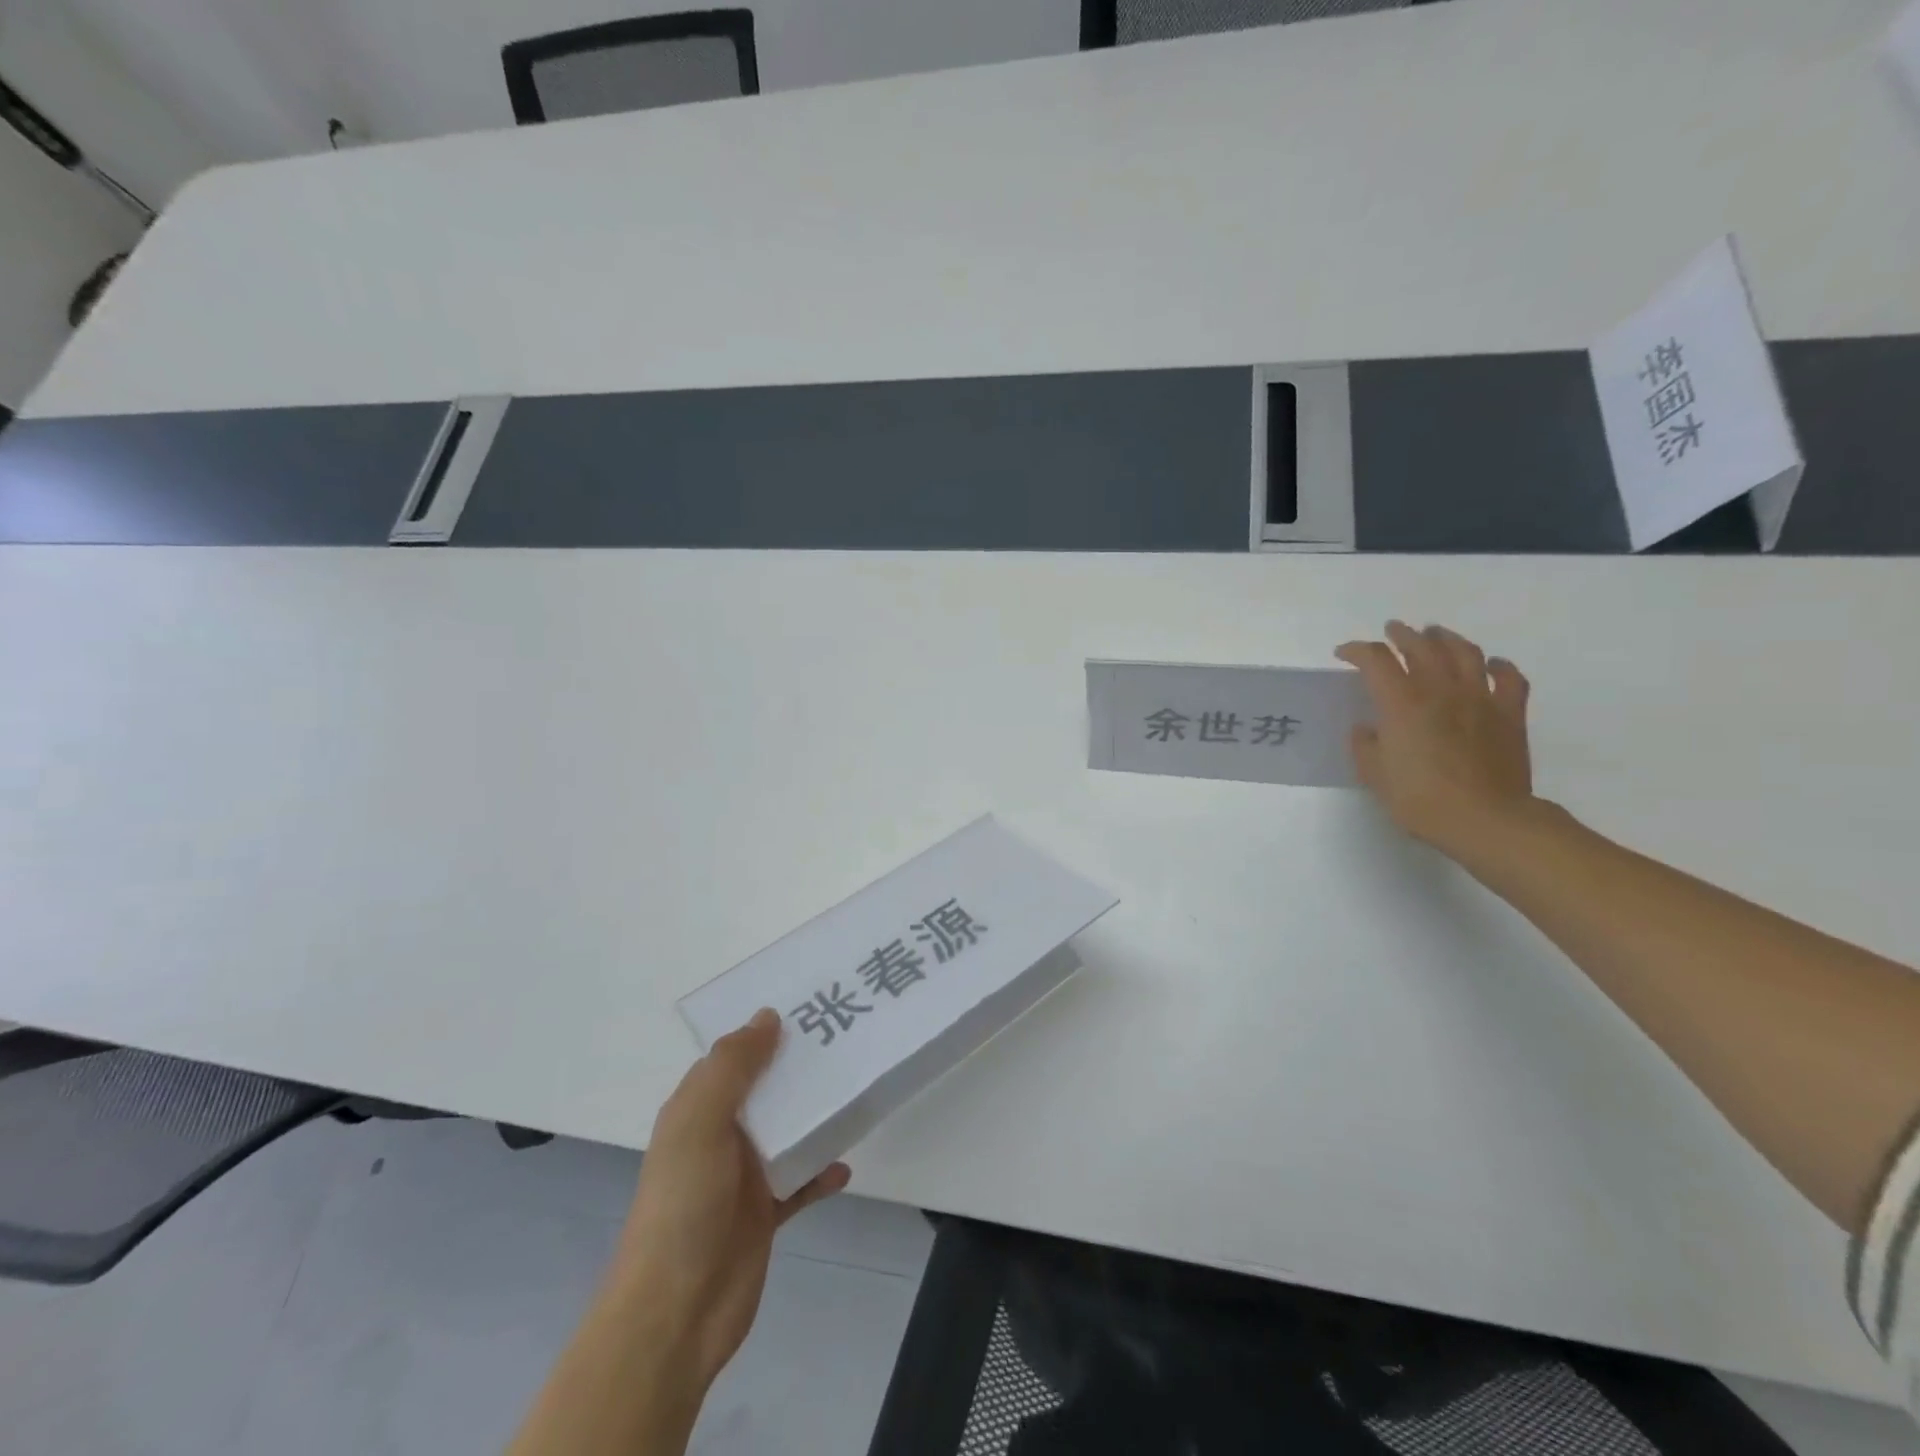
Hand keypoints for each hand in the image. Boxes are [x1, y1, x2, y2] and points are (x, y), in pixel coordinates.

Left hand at [610, 1009, 849, 1390]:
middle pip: (766, 1089)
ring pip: (787, 1130)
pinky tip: (845, 1165)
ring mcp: (743, 1176)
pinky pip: (801, 1181)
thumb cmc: (683, 1205)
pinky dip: (822, 1171)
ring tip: (855, 1090)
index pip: (732, 1056)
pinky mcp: (765, 1212)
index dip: (764, 1031)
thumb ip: (731, 1067)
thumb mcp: (699, 1123)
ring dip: (815, 1115)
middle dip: (799, 1067)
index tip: (808, 1005)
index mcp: (696, 1109)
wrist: (675, 1314)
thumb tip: (767, 1016)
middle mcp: (719, 1136)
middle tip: (847, 1038)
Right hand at [1336, 621, 1535, 857]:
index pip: (1375, 660)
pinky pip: (1509, 679)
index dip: (1357, 651)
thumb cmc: (1420, 799)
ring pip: (1465, 653)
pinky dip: (1499, 666)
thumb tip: (1368, 728)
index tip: (1344, 654)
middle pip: (1421, 647)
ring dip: (1446, 638)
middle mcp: (1440, 690)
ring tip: (1436, 634)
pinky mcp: (1510, 714)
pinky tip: (1491, 664)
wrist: (1486, 819)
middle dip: (1402, 635)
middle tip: (1392, 631)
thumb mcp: (1374, 775)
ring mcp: (1480, 698)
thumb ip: (1365, 745)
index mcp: (1401, 703)